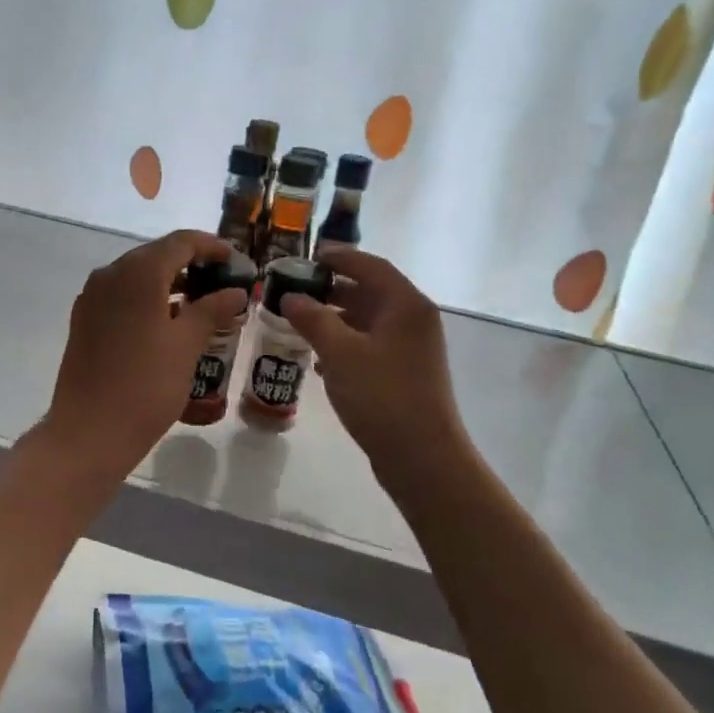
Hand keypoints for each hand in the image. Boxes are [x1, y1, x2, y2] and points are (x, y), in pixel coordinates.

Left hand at [42, 230, 246, 474]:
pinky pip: (121, 297)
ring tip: (202, 304)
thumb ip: (212, 310)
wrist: (88, 432)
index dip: (211, 246)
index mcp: (137, 273)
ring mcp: (92, 298)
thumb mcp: (186, 346)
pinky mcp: (84, 321)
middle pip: (156, 255)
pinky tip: (167, 322)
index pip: (180, 242)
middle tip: (223, 282)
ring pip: (137, 276)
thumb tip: (235, 291)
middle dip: (191, 264)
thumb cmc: (145, 386)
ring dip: (169, 283)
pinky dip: (147, 300)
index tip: (235, 260)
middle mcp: (110, 275)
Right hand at [279, 250, 470, 484]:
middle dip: (332, 289)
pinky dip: (344, 345)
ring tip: (299, 322)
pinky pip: (370, 346)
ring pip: (368, 321)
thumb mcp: (341, 354)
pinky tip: (318, 359)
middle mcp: (414, 320)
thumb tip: (291, 296)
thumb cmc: (382, 396)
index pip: (371, 266)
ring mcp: (411, 349)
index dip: (339, 257)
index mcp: (406, 305)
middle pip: (370, 292)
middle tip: (295, 289)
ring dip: (335, 318)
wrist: (422, 457)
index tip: (308, 255)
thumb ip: (314, 320)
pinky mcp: (404, 373)